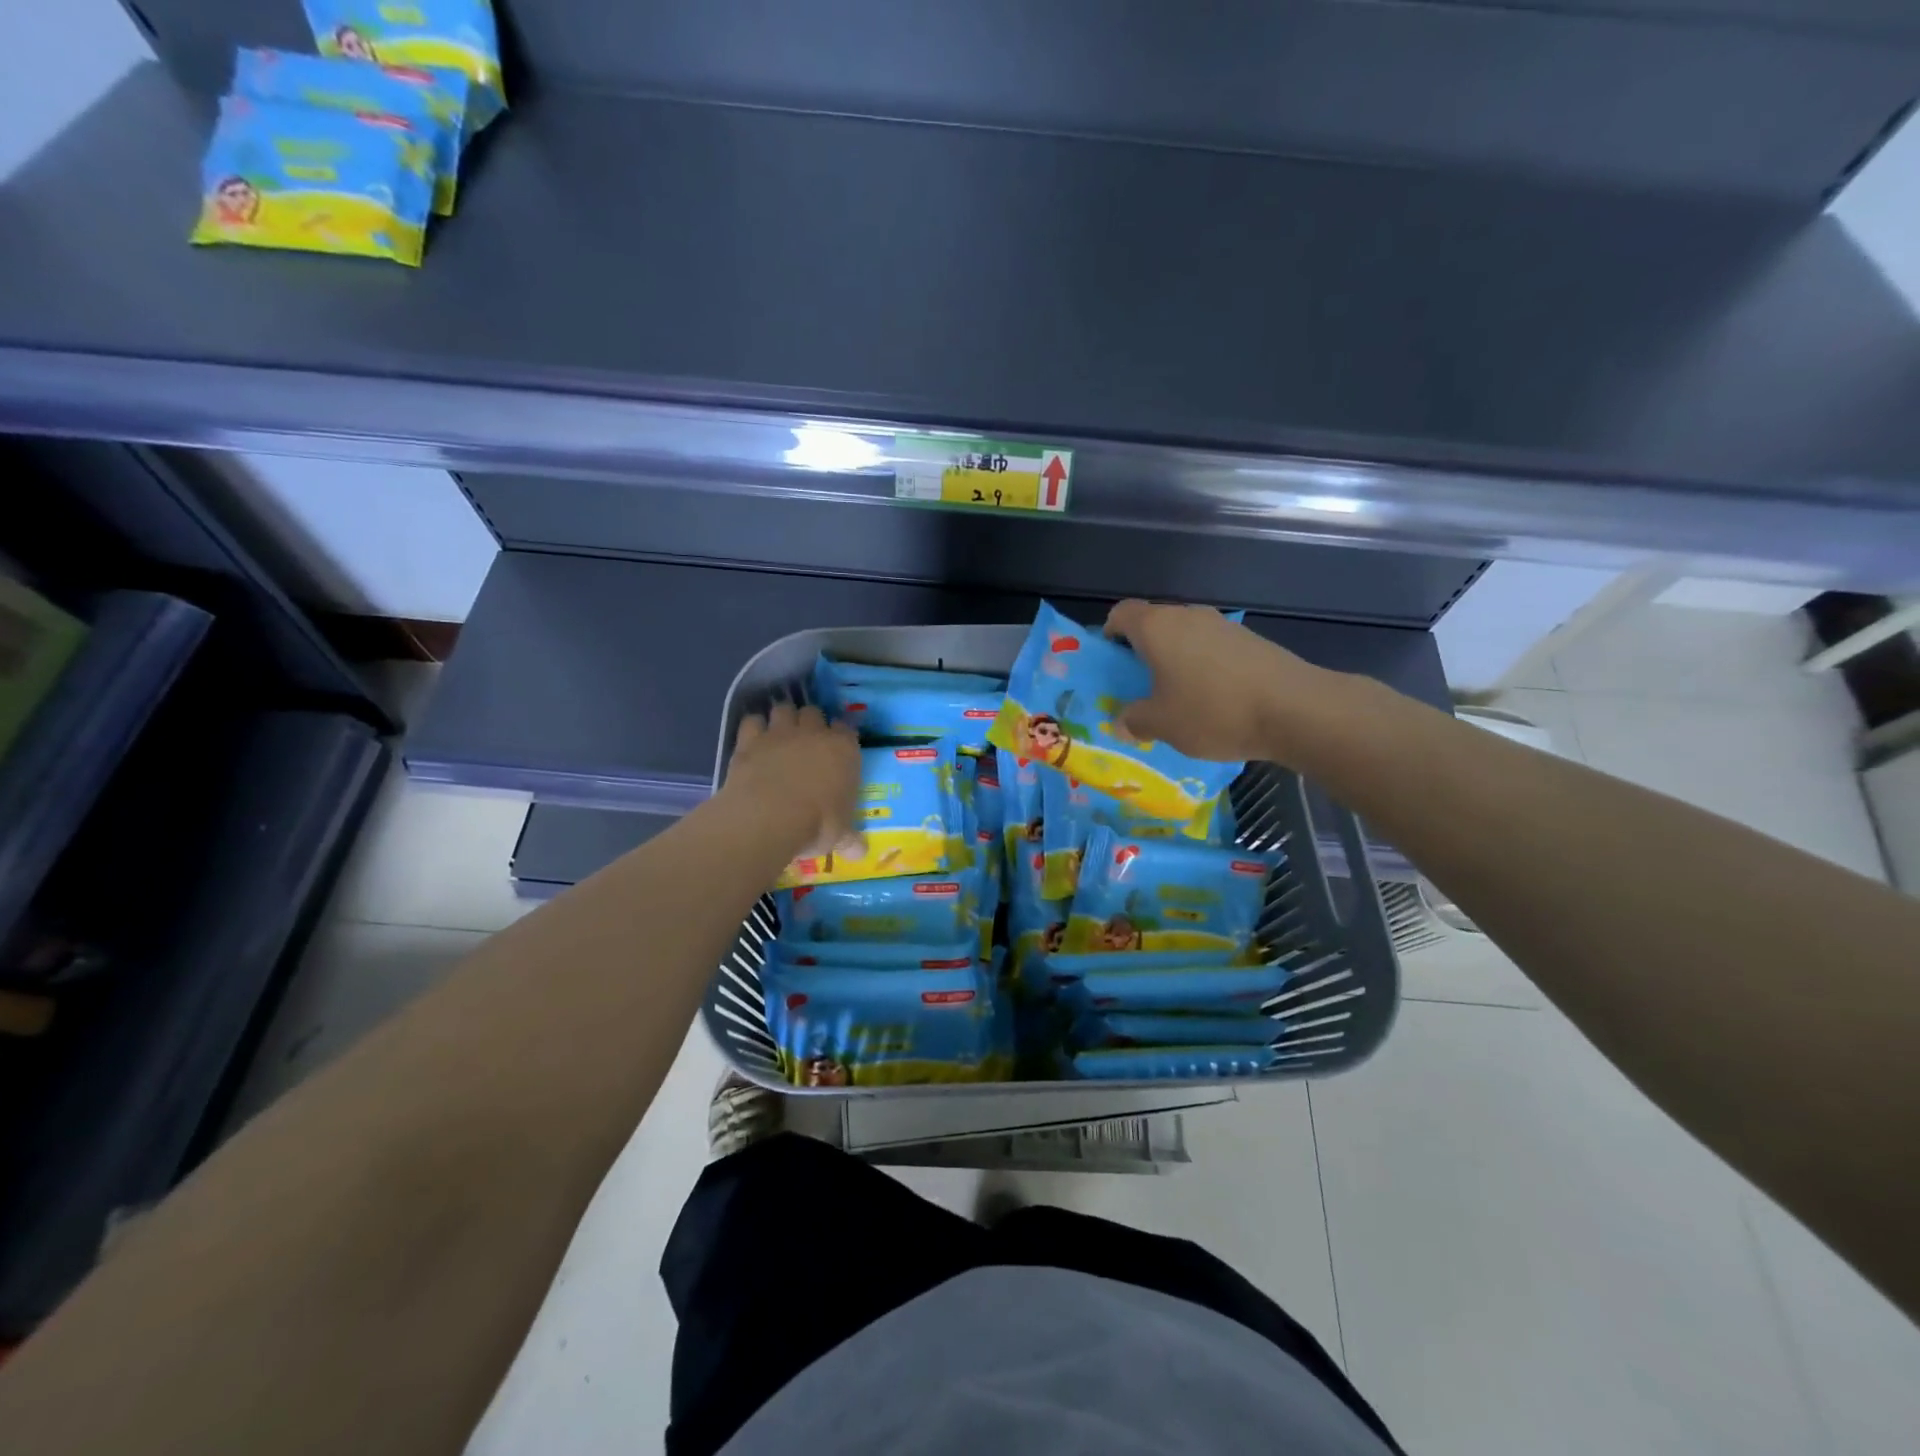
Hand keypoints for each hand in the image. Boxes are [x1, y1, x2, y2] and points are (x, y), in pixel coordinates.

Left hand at [723, 703, 864, 859]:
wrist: (769, 817)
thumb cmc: (817, 824)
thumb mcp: (840, 836)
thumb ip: (850, 839)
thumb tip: (861, 852)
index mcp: (844, 750)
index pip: (847, 730)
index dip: (842, 736)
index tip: (838, 747)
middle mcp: (813, 733)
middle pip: (814, 712)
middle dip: (811, 722)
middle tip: (807, 740)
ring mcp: (779, 733)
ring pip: (783, 709)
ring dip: (782, 717)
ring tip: (780, 733)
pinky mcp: (750, 740)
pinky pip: (752, 721)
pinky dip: (753, 726)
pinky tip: (753, 738)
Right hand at [1104, 599, 1335, 764]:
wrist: (1294, 709)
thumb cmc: (1212, 711)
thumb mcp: (1162, 725)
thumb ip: (1134, 720)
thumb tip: (1121, 721)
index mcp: (1157, 628)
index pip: (1122, 613)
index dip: (1110, 632)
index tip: (1111, 660)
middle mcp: (1188, 616)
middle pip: (1155, 624)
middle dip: (1143, 651)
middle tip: (1140, 685)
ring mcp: (1223, 626)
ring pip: (1186, 637)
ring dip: (1177, 660)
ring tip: (1178, 697)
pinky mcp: (1251, 641)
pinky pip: (1213, 649)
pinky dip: (1205, 667)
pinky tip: (1214, 700)